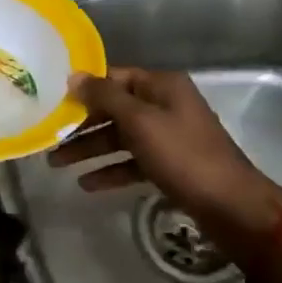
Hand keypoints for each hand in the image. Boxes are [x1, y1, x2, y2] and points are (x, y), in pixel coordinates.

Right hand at [49, 68, 281, 269]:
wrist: (232, 207)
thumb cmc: (183, 156)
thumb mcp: (140, 122)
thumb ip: (105, 97)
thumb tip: (74, 75)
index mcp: (162, 86)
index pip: (115, 77)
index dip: (85, 88)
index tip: (53, 100)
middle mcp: (166, 105)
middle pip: (115, 109)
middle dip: (82, 124)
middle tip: (49, 138)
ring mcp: (169, 136)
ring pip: (121, 137)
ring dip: (91, 149)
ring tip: (57, 165)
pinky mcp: (171, 165)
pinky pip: (133, 161)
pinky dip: (111, 170)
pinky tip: (87, 184)